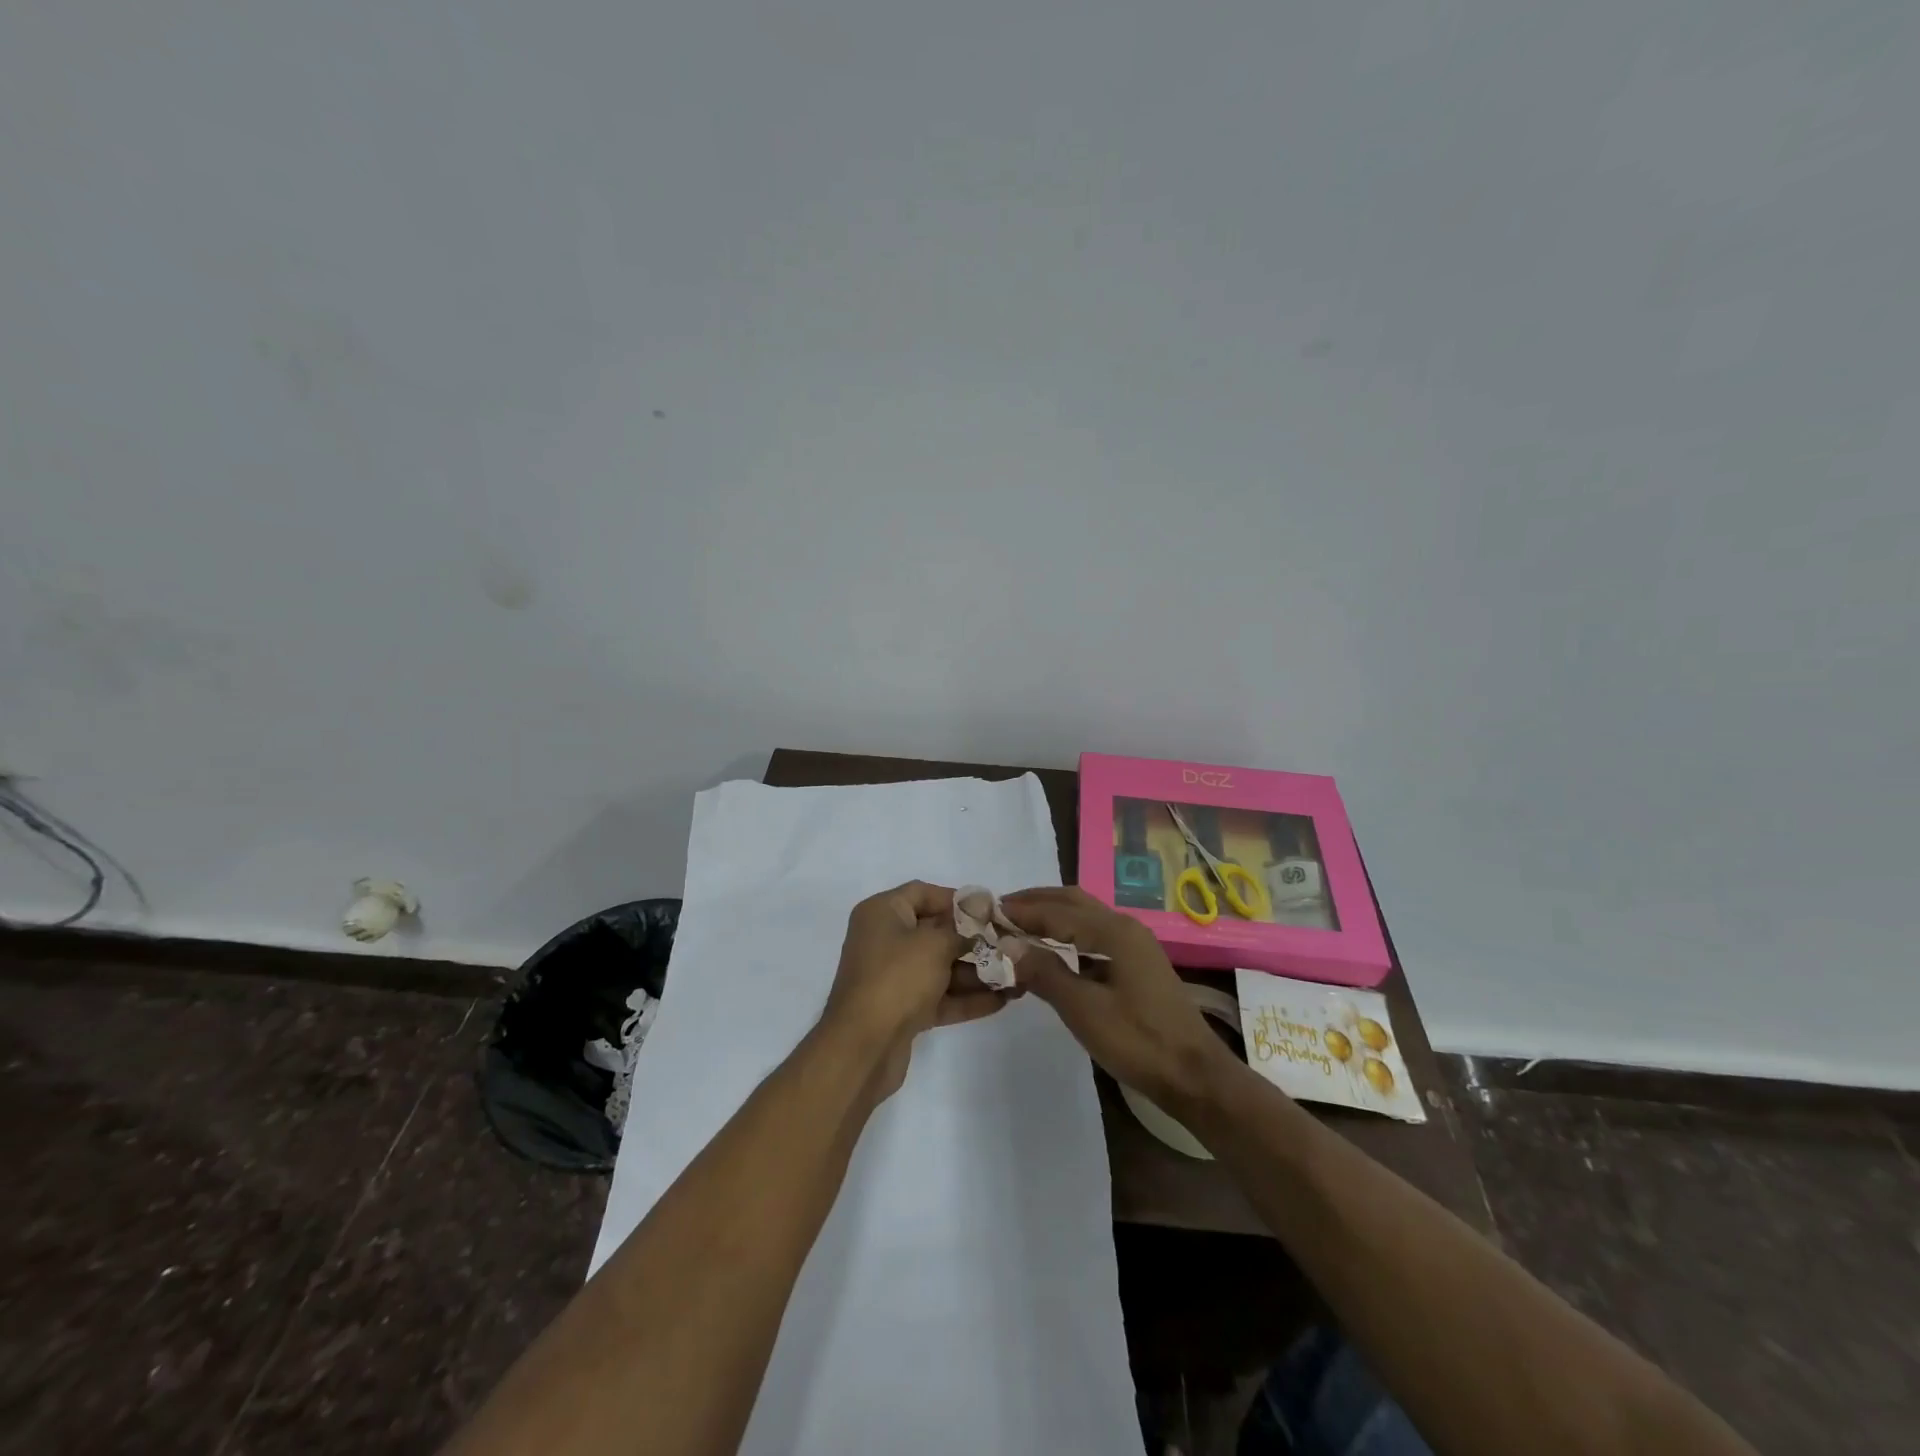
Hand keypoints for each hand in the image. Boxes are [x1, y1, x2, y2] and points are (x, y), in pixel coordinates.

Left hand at [821, 881, 1008, 1098]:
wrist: (862, 1048)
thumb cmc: (897, 979)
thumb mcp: (934, 944)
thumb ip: (962, 930)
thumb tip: (981, 914)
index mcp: (882, 913)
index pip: (923, 893)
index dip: (958, 900)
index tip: (991, 912)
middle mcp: (884, 940)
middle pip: (935, 932)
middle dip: (974, 941)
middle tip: (1011, 946)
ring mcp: (893, 977)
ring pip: (940, 968)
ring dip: (976, 972)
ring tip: (1016, 976)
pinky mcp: (902, 1010)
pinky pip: (939, 996)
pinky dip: (966, 998)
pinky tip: (1002, 1001)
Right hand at [1001, 887, 1237, 1113]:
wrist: (1194, 1075)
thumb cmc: (1138, 1041)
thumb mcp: (1084, 1009)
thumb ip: (1045, 972)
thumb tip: (1008, 944)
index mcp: (1114, 932)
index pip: (1057, 911)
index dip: (1022, 912)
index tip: (989, 912)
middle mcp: (1125, 927)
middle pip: (1073, 901)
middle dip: (1037, 902)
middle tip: (1002, 910)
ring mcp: (1135, 945)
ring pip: (1085, 916)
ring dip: (1053, 916)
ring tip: (1021, 926)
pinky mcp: (1137, 964)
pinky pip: (1094, 935)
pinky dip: (1069, 934)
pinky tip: (1054, 952)